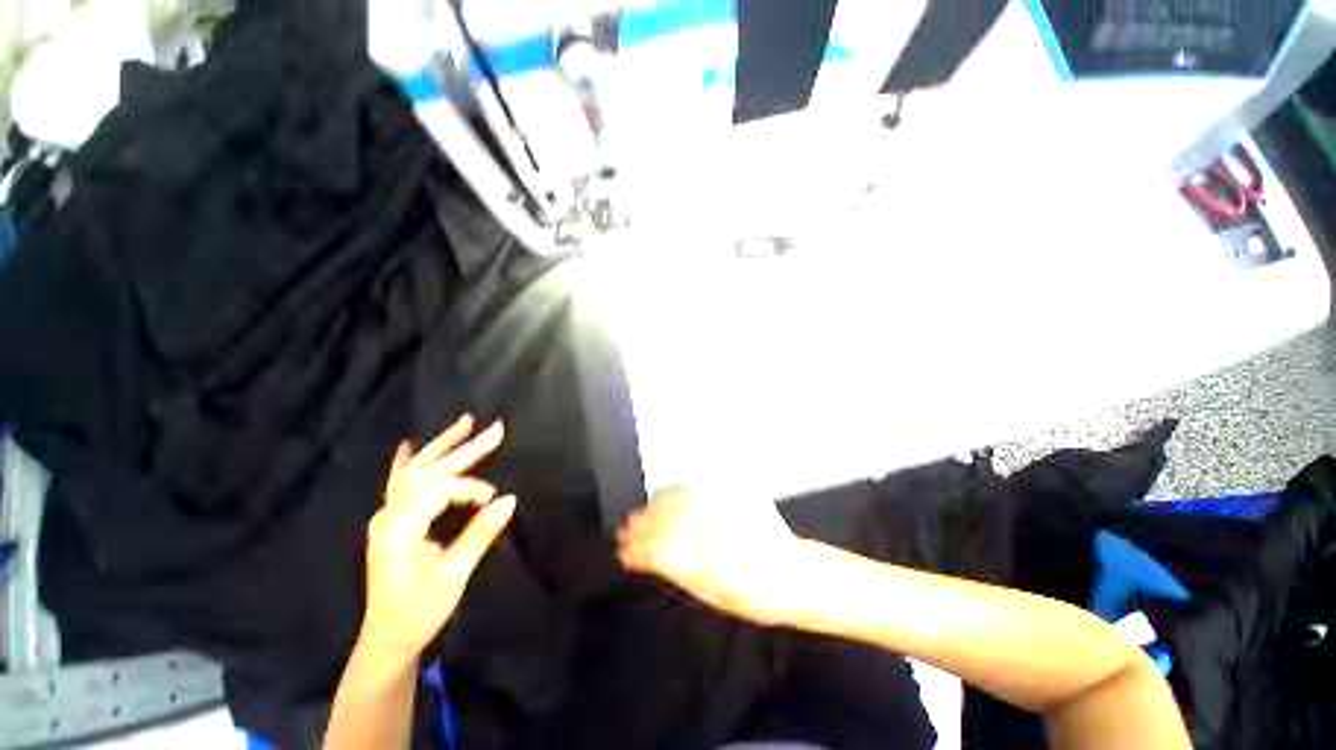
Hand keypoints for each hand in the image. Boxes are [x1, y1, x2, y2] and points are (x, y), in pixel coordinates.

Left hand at [358, 415, 516, 668]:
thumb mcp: (454, 575)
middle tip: (496, 428)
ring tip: (466, 422)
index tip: (494, 500)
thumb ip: (480, 533)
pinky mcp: (391, 520)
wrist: (387, 638)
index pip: (440, 489)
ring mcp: (386, 515)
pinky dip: (407, 461)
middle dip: (465, 448)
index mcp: (400, 527)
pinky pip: (399, 483)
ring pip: (415, 470)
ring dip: (443, 446)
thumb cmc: (419, 611)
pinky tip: (408, 445)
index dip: (472, 489)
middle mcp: (389, 513)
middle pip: (430, 471)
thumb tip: (510, 499)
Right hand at [617, 486, 808, 626]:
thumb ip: (676, 572)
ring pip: (682, 499)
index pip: (666, 550)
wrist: (795, 573)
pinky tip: (666, 499)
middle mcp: (725, 529)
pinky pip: (700, 487)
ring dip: (657, 507)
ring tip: (641, 516)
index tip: (623, 550)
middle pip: (672, 521)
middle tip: (625, 531)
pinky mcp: (741, 491)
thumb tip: (643, 556)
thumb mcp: (714, 597)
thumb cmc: (753, 596)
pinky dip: (677, 493)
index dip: (640, 548)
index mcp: (718, 564)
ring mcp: (734, 505)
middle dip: (644, 526)